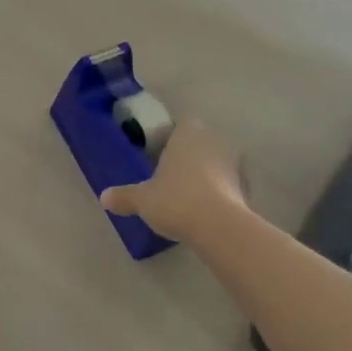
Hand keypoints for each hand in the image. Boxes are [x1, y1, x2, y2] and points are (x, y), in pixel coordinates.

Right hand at [99, 118, 246, 241]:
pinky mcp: (247, 187)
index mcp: (188, 133)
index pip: (182, 123)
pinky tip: (206, 210)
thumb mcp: (142, 199)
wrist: (219, 226)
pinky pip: (229, 184)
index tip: (160, 154)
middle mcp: (214, 140)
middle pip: (201, 142)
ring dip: (207, 174)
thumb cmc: (176, 200)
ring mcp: (235, 163)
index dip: (172, 137)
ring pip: (217, 162)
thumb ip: (124, 196)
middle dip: (189, 155)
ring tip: (189, 195)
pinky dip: (220, 192)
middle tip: (171, 175)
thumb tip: (104, 198)